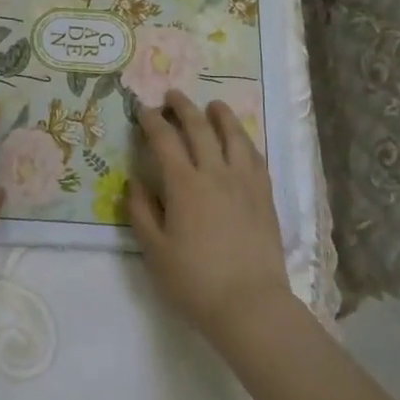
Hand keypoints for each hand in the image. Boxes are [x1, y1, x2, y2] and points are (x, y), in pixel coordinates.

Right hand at [130, 90, 292, 340]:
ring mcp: (244, 183)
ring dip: (221, 116)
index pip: (165, 140)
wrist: (250, 304)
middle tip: (173, 95)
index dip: (152, 121)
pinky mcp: (264, 196)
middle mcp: (215, 173)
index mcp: (184, 185)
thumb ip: (142, 212)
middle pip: (200, 128)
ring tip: (214, 105)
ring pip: (234, 136)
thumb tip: (135, 182)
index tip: (143, 109)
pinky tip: (241, 140)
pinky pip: (255, 157)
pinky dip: (245, 141)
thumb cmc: (194, 281)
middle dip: (184, 107)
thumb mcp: (155, 251)